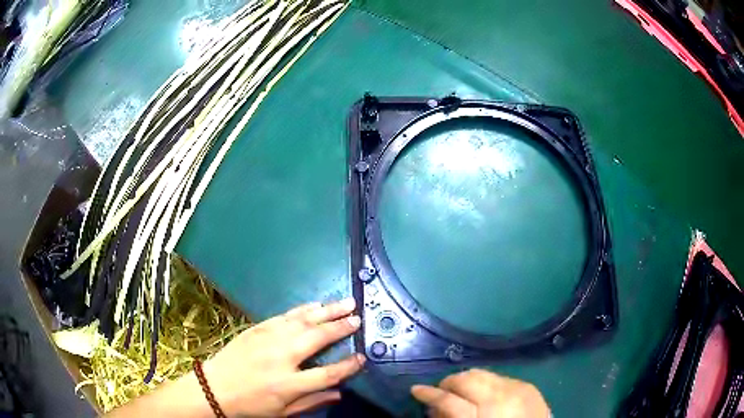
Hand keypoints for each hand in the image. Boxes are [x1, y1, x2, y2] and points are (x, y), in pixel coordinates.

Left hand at [203, 298, 364, 416]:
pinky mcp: (257, 329)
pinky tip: (316, 305)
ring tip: (346, 303)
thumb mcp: (282, 413)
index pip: (328, 374)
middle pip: (317, 338)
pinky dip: (302, 310)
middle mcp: (281, 358)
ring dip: (326, 311)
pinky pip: (284, 316)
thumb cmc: (251, 405)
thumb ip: (312, 402)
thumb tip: (340, 393)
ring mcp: (267, 340)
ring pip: (303, 321)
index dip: (348, 366)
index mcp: (288, 384)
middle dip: (340, 327)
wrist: (215, 387)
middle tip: (358, 318)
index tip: (362, 357)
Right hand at [412, 369, 549, 417]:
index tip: (416, 390)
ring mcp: (518, 387)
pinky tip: (484, 393)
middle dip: (448, 383)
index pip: (447, 399)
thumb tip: (435, 408)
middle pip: (466, 379)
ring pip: (482, 373)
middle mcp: (501, 396)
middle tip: (439, 392)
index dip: (428, 394)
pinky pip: (500, 377)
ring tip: (460, 391)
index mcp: (483, 416)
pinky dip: (486, 383)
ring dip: (467, 380)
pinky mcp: (528, 385)